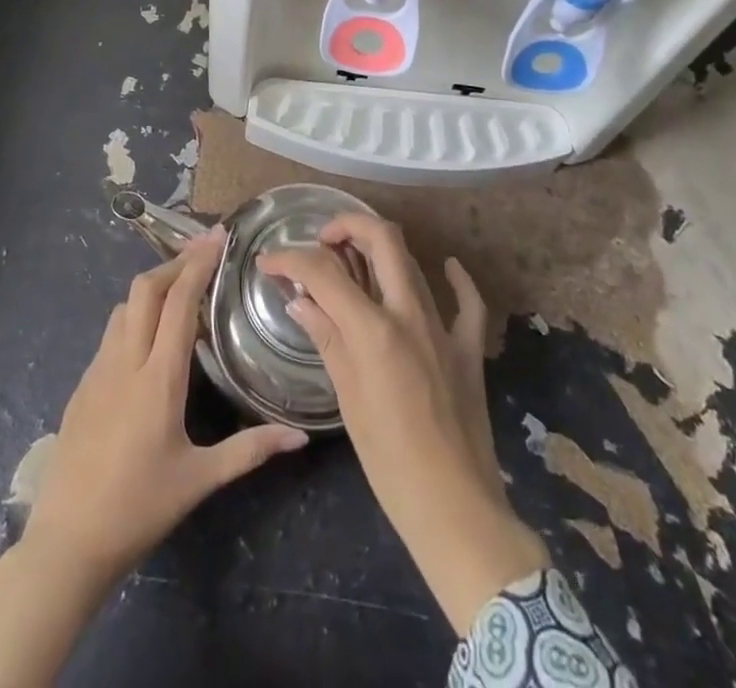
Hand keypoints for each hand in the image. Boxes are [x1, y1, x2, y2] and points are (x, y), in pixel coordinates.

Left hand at [0, 229, 307, 687]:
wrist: (66, 543)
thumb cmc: (138, 508)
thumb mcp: (199, 480)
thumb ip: (249, 450)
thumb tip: (299, 436)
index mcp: (158, 378)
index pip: (179, 302)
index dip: (198, 263)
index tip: (218, 237)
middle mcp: (125, 361)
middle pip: (145, 288)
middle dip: (175, 261)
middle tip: (204, 252)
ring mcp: (98, 370)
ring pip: (124, 305)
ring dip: (153, 286)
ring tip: (182, 287)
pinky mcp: (83, 383)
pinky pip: (111, 331)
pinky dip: (135, 314)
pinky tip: (150, 335)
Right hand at [259, 216, 547, 632]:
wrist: (455, 510)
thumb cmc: (389, 463)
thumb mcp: (347, 398)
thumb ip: (326, 338)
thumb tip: (299, 299)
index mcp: (373, 329)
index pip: (324, 272)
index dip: (290, 258)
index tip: (267, 262)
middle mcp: (409, 314)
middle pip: (381, 239)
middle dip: (347, 226)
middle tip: (322, 242)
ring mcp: (444, 327)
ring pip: (413, 262)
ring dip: (382, 249)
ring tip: (354, 259)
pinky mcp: (468, 348)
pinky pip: (467, 302)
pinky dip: (455, 278)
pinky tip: (445, 266)